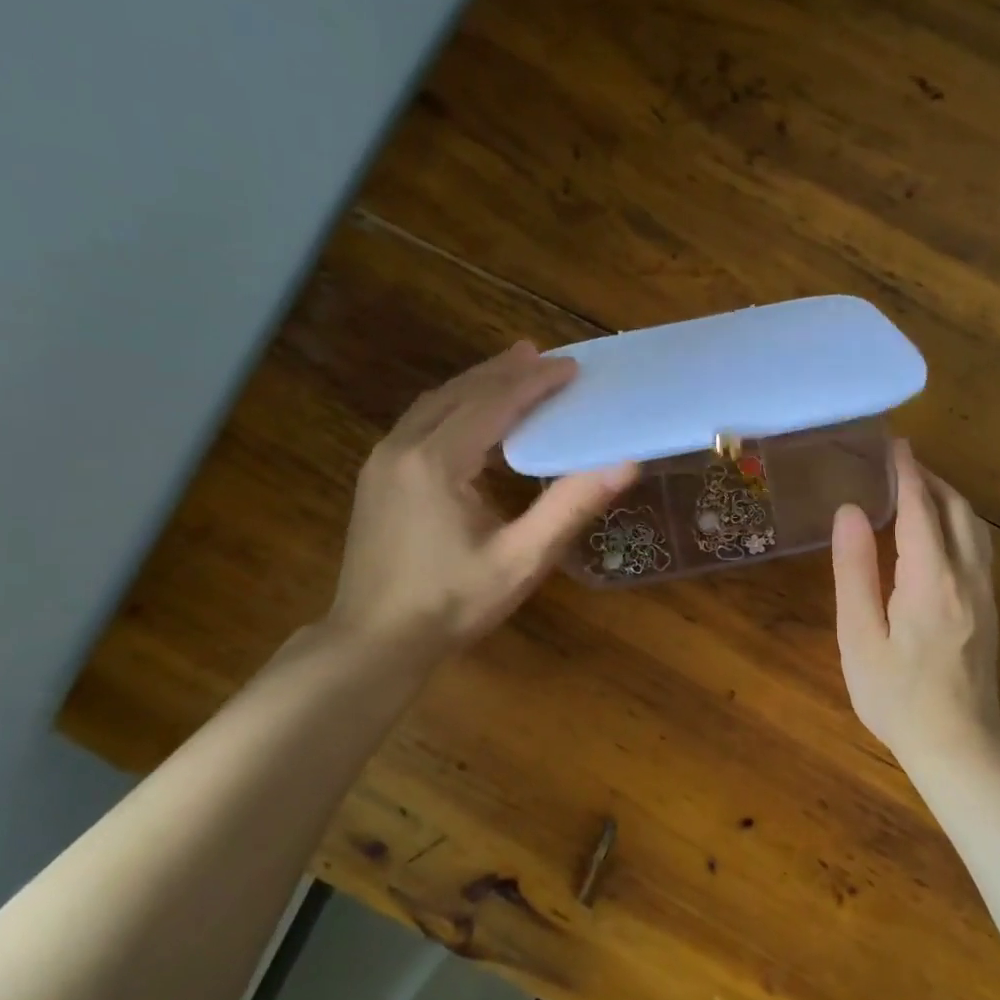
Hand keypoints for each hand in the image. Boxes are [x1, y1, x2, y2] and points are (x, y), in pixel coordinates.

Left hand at [324, 342, 635, 658]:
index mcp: (438, 461)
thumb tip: (625, 464)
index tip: (572, 368)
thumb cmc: (451, 604)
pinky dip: (455, 406)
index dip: (536, 382)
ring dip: (477, 384)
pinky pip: (421, 422)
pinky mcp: (377, 477)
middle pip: (461, 392)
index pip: (494, 402)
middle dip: (505, 371)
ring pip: (435, 403)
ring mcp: (383, 460)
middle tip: (546, 357)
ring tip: (513, 371)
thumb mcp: (521, 560)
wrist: (373, 642)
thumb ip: (570, 507)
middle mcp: (404, 446)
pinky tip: (473, 417)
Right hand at [831, 440, 999, 762]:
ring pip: (974, 527)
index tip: (893, 444)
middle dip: (930, 479)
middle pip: (956, 509)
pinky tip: (939, 533)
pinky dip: (958, 522)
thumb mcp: (860, 636)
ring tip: (918, 490)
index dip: (906, 472)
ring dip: (948, 499)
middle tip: (899, 464)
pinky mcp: (990, 609)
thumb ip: (855, 571)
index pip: (920, 508)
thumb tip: (848, 512)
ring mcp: (985, 593)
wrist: (958, 745)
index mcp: (931, 578)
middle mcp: (967, 576)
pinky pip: (979, 547)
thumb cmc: (896, 695)